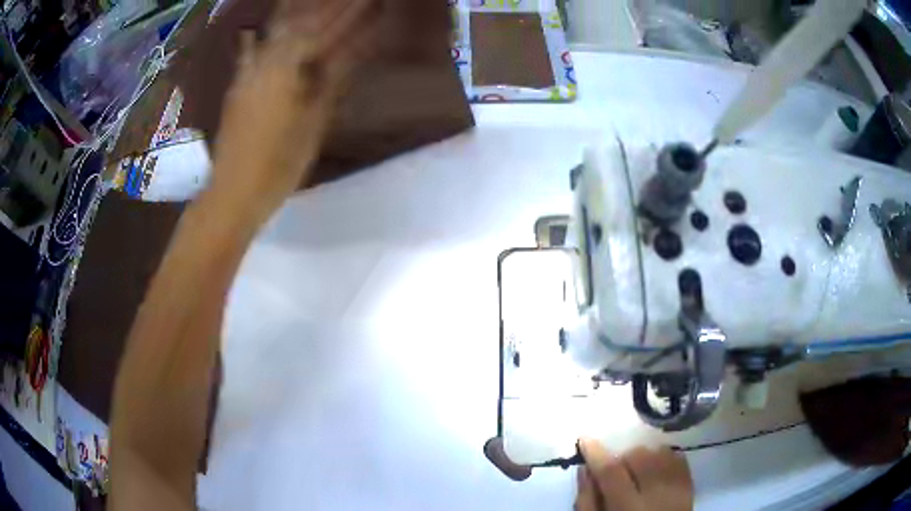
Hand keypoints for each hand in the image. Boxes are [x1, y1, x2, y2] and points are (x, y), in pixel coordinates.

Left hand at [209, 0, 379, 219]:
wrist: (234, 191)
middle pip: (300, 23)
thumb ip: (332, 81)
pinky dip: (255, 38)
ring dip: (292, 13)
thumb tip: (353, 53)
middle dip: (325, 6)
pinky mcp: (237, 87)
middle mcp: (267, 62)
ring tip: (301, 2)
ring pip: (273, 32)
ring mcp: (248, 73)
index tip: (372, 3)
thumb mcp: (314, 124)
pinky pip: (249, 52)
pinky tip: (252, 31)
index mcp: (291, 70)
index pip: (329, 32)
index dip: (352, 14)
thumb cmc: (280, 164)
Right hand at [576, 439, 693, 510]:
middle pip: (638, 456)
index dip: (596, 453)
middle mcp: (656, 494)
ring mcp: (677, 488)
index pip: (611, 472)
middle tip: (616, 472)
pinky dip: (664, 458)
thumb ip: (588, 501)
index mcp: (627, 508)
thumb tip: (585, 468)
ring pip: (660, 452)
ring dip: (644, 457)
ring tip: (637, 473)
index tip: (584, 439)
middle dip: (623, 458)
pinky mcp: (690, 485)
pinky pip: (678, 458)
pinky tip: (655, 472)